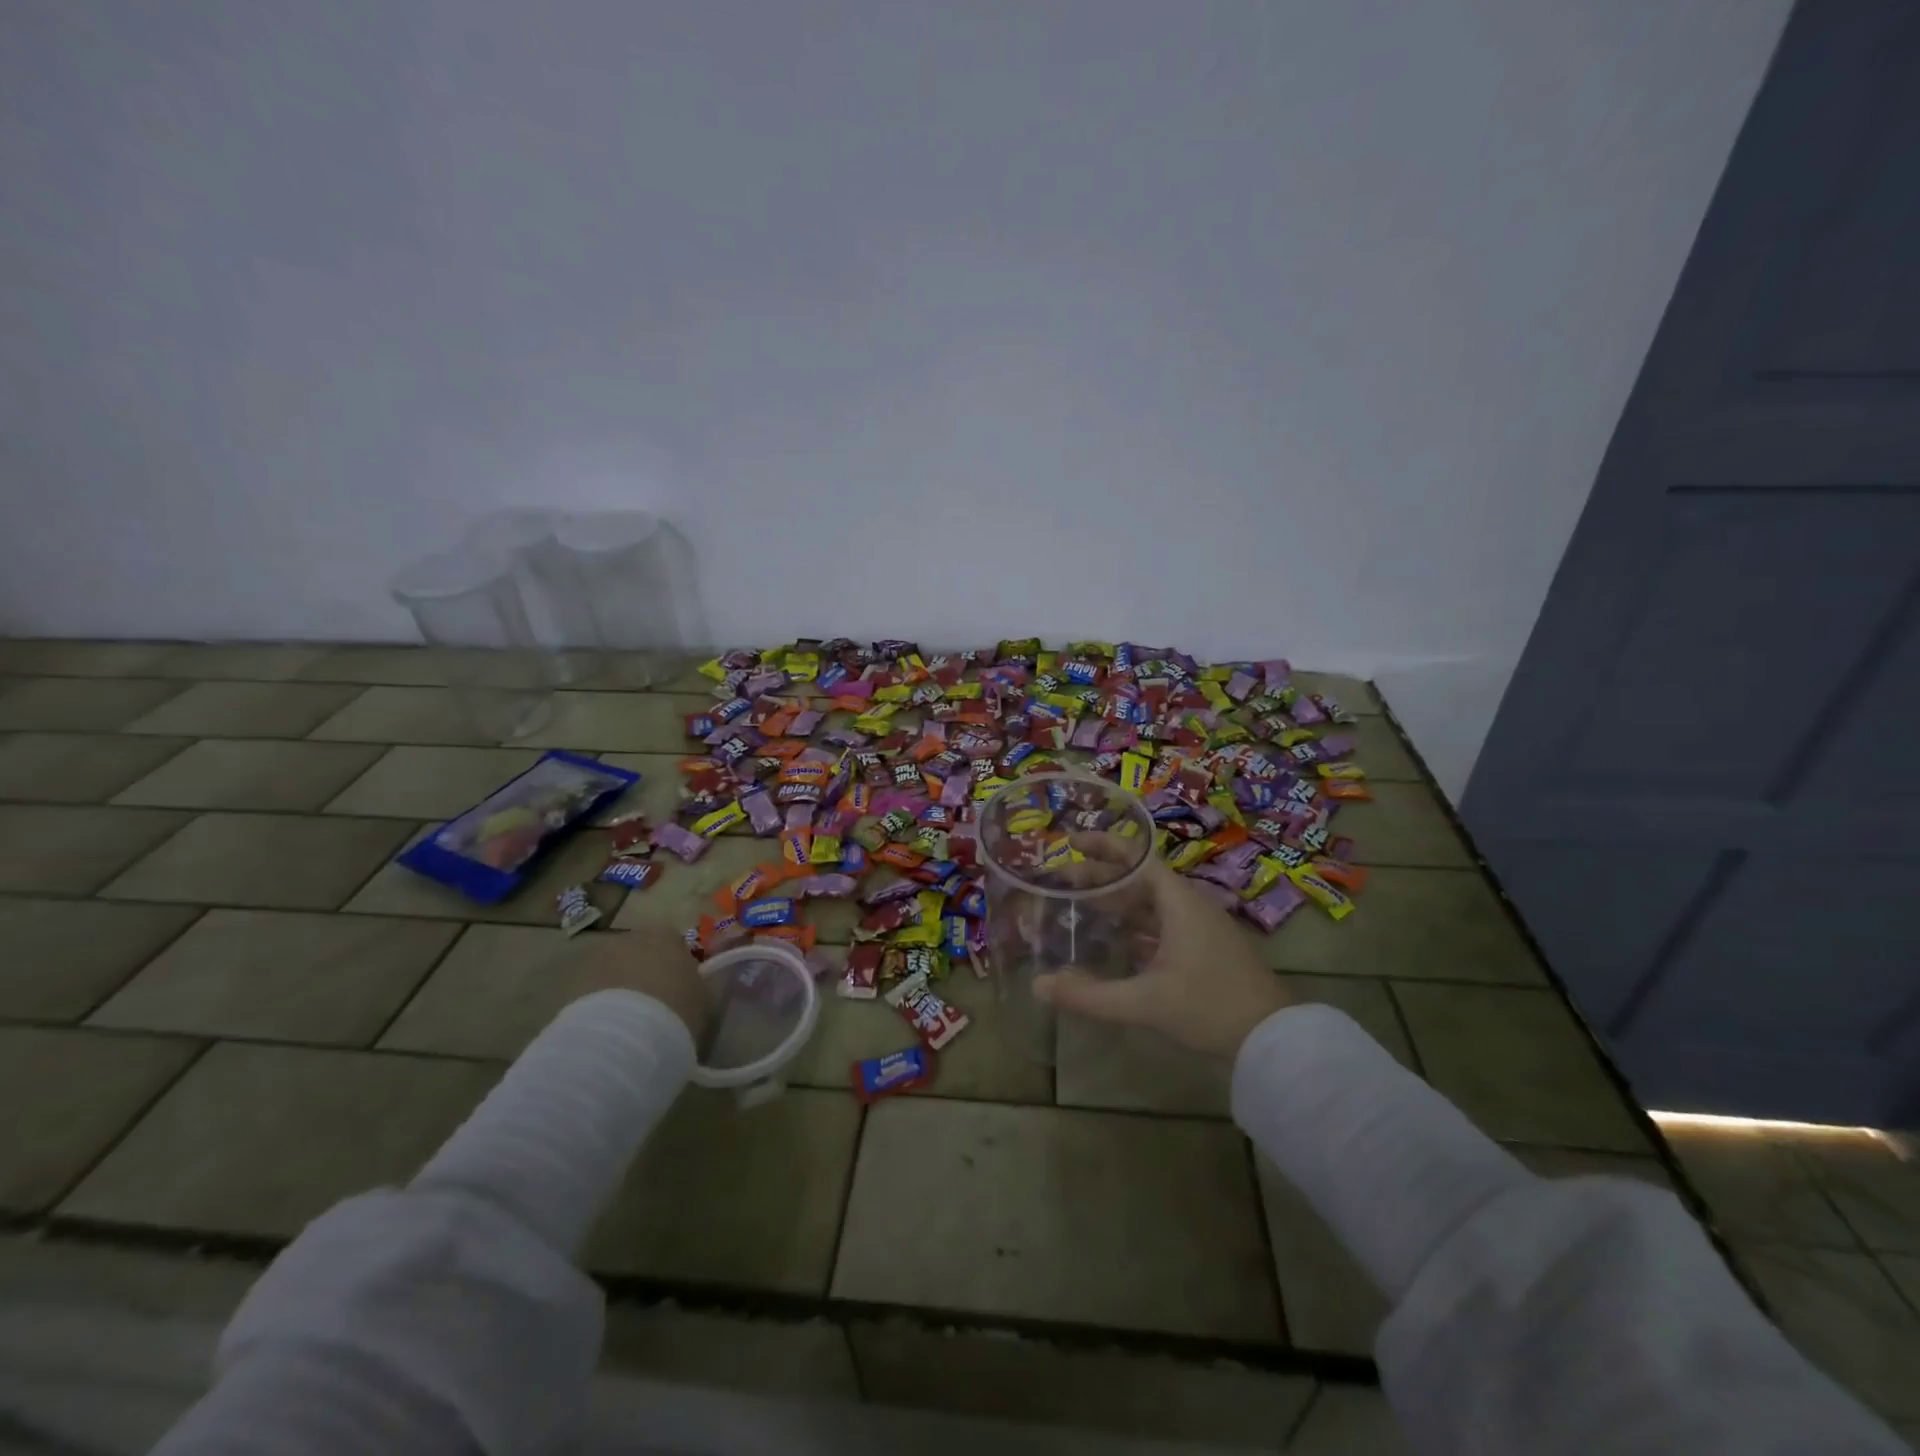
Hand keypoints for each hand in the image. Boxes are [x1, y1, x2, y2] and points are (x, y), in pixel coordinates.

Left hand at [575, 924, 708, 1042]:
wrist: (626, 1036)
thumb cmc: (676, 1008)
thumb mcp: (701, 995)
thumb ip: (693, 982)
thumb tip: (687, 985)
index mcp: (665, 934)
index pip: (672, 941)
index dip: (674, 963)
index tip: (678, 986)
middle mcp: (628, 939)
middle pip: (638, 952)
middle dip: (642, 972)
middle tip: (652, 1003)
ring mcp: (596, 960)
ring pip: (611, 971)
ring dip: (617, 988)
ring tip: (627, 1022)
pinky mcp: (571, 987)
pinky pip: (591, 993)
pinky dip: (598, 1006)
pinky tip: (607, 1031)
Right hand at [1033, 843, 1291, 1058]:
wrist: (1274, 1040)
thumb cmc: (1210, 1008)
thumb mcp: (1146, 1003)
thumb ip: (1091, 996)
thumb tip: (1039, 986)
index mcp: (1179, 903)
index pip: (1136, 858)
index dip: (1103, 846)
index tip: (1070, 842)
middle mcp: (1189, 906)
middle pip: (1139, 879)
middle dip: (1102, 877)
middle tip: (1063, 880)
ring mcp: (1200, 928)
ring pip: (1151, 904)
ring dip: (1118, 902)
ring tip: (1082, 906)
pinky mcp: (1205, 950)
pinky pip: (1162, 925)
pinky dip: (1135, 925)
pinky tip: (1115, 941)